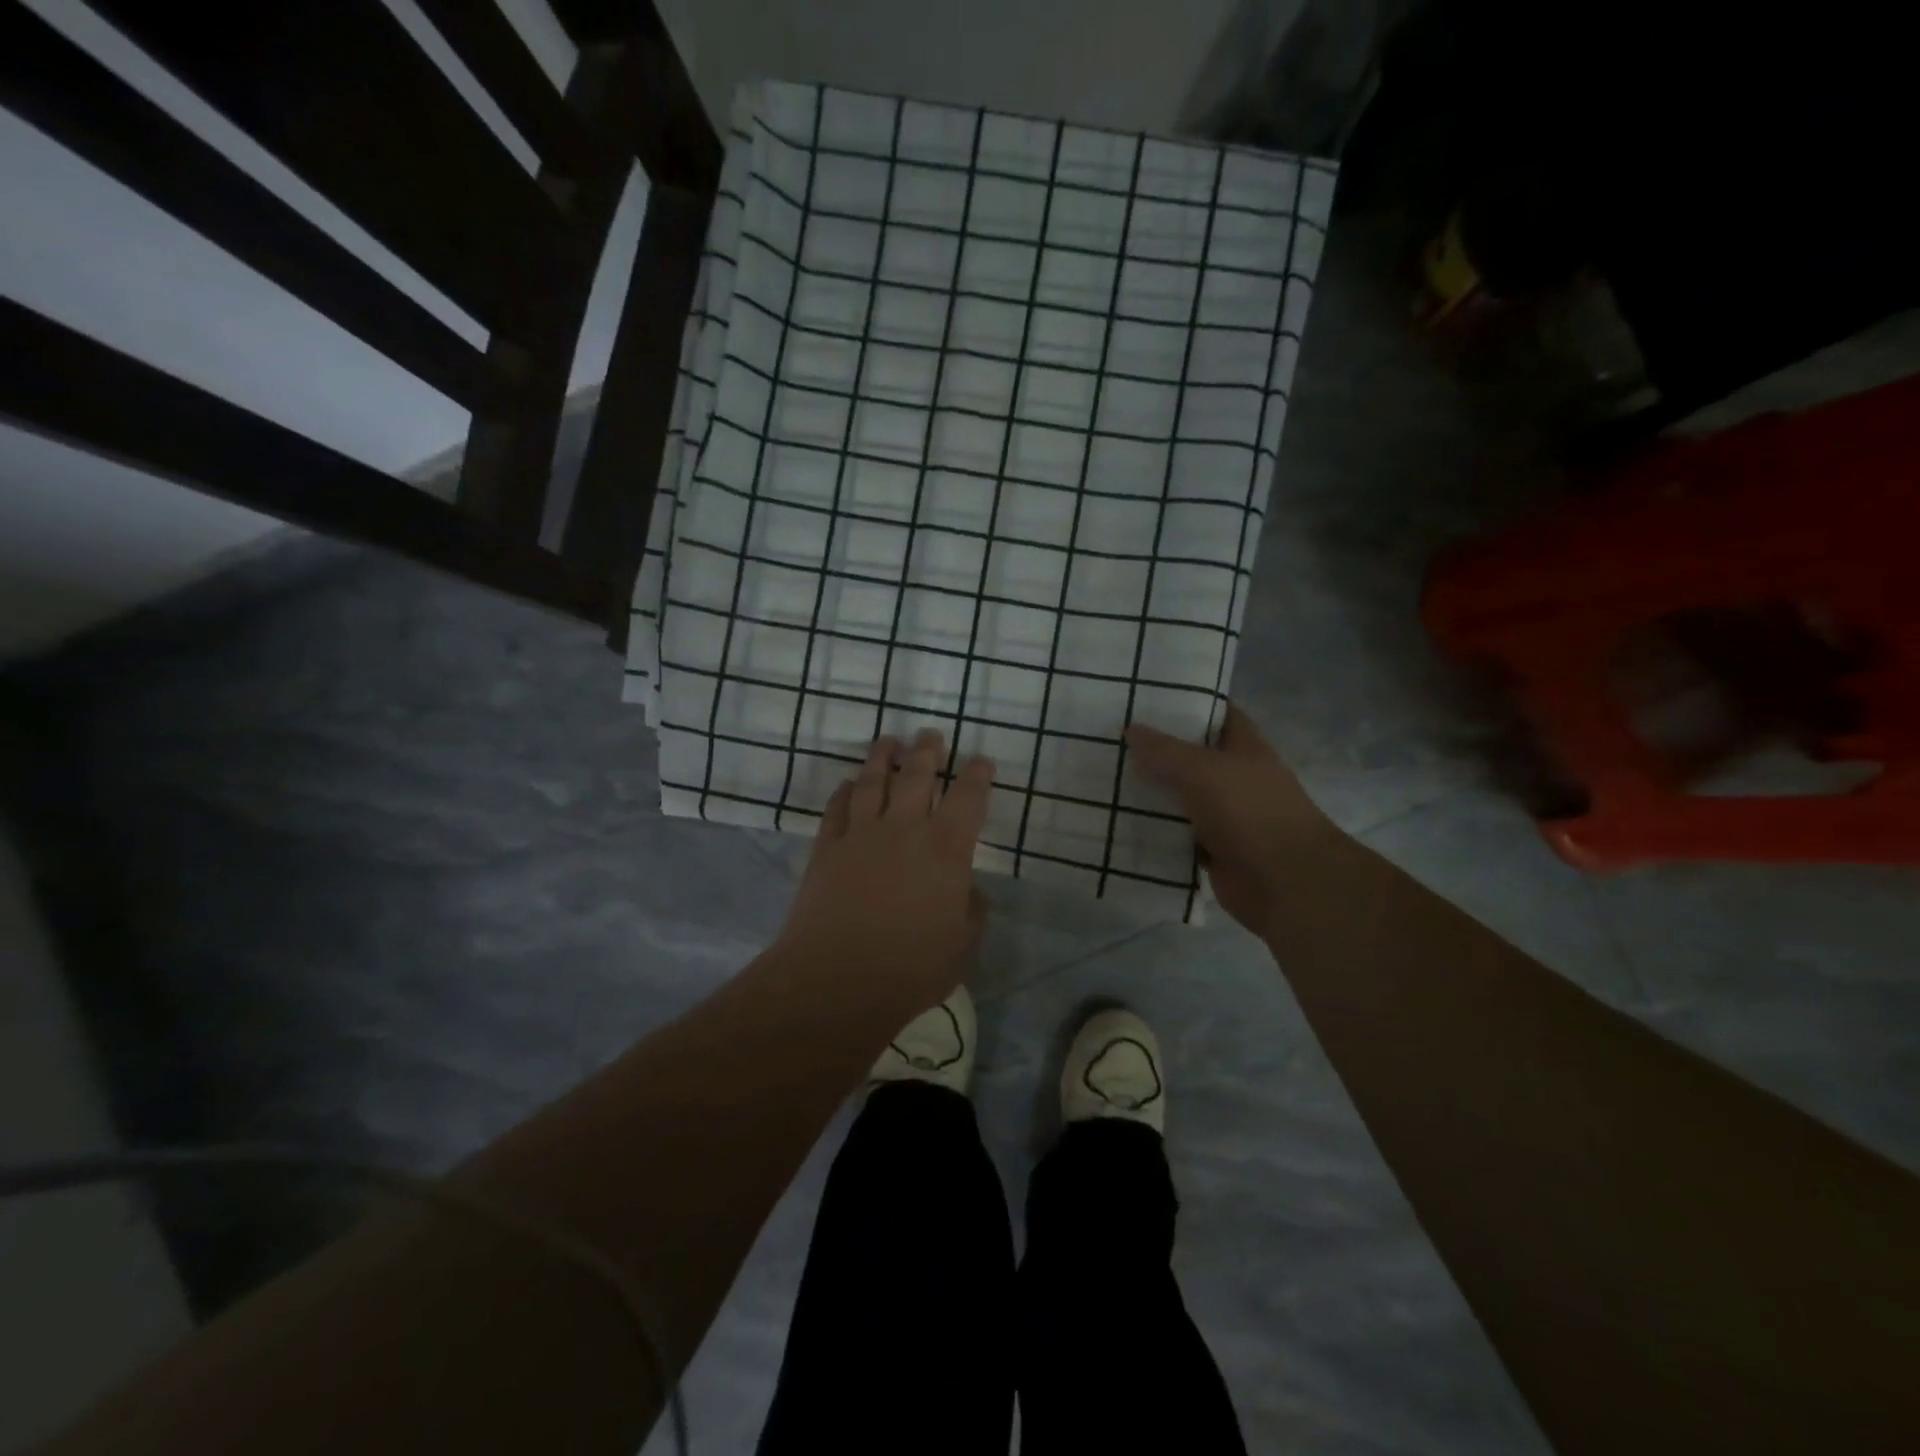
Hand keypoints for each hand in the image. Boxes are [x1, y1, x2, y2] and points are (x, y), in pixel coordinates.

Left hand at [776, 730, 995, 1012]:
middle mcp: (905, 829)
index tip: (981, 761)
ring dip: (883, 758)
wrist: (836, 980)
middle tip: (930, 735)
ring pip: (874, 782)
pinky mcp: (827, 848)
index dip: (977, 775)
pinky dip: (845, 792)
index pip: (968, 798)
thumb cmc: (910, 968)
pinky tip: (849, 784)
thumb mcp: (962, 946)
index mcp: (946, 849)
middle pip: (918, 776)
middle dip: (928, 752)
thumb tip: (968, 889)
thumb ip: (971, 911)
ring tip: (888, 742)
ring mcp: (861, 834)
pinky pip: (838, 808)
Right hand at [1126, 703, 1334, 936]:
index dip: (1186, 702)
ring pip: (1179, 796)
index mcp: (1244, 747)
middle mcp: (1234, 777)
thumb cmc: (1251, 812)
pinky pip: (1175, 833)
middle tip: (1108, 737)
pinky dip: (1153, 829)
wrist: (1285, 883)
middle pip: (1190, 756)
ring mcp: (1224, 815)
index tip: (1144, 695)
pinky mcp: (1210, 849)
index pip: (1216, 713)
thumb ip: (1165, 751)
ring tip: (1103, 776)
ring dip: (1149, 791)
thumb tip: (1130, 729)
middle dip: (1155, 748)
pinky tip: (1118, 820)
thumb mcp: (1204, 770)